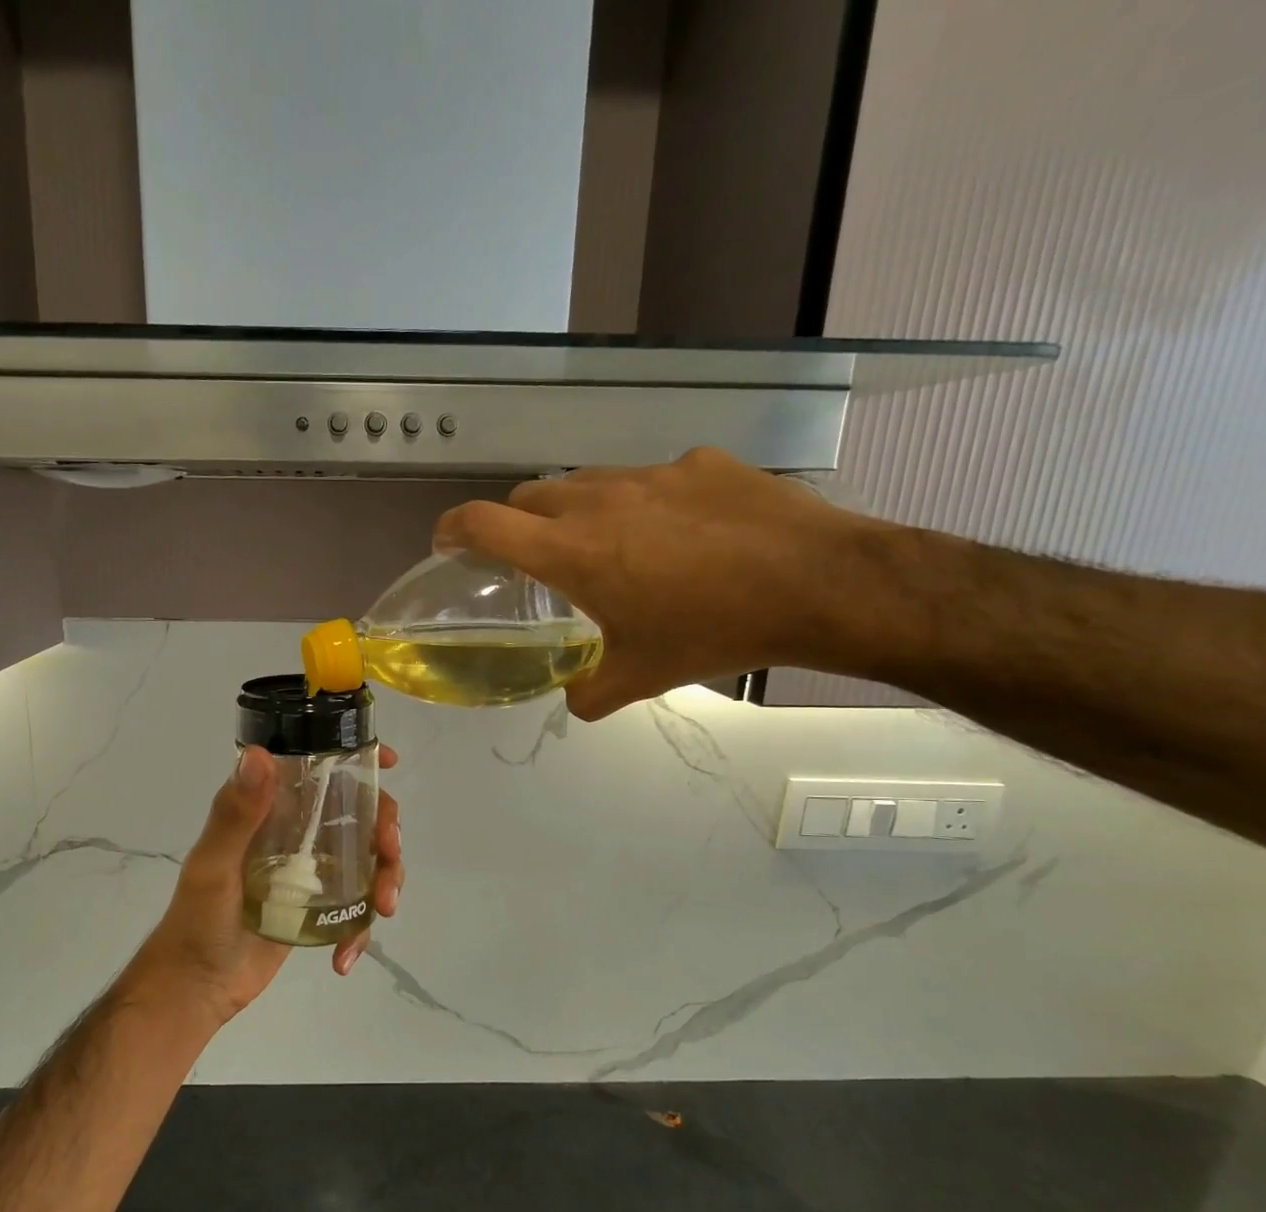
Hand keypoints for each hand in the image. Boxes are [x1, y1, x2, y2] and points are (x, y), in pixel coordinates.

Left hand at [130, 744, 404, 1025]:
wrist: (197, 987)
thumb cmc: (196, 921)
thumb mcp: (214, 866)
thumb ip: (235, 815)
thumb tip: (259, 754)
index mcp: (270, 810)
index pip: (317, 770)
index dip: (358, 759)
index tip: (390, 762)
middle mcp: (295, 832)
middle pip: (358, 814)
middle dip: (385, 829)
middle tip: (389, 853)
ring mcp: (310, 871)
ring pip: (367, 859)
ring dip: (386, 878)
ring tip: (383, 908)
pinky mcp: (318, 907)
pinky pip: (356, 907)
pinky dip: (360, 929)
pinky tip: (344, 957)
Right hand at [433, 448, 878, 719]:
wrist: (818, 584)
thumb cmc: (713, 632)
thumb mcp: (638, 678)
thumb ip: (587, 691)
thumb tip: (571, 694)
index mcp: (571, 551)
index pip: (483, 523)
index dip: (452, 530)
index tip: (446, 544)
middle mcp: (599, 499)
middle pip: (528, 496)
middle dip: (515, 524)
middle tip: (533, 560)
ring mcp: (651, 474)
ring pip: (586, 483)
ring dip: (575, 511)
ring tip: (607, 547)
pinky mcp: (698, 463)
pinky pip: (648, 480)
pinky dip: (641, 504)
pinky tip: (678, 535)